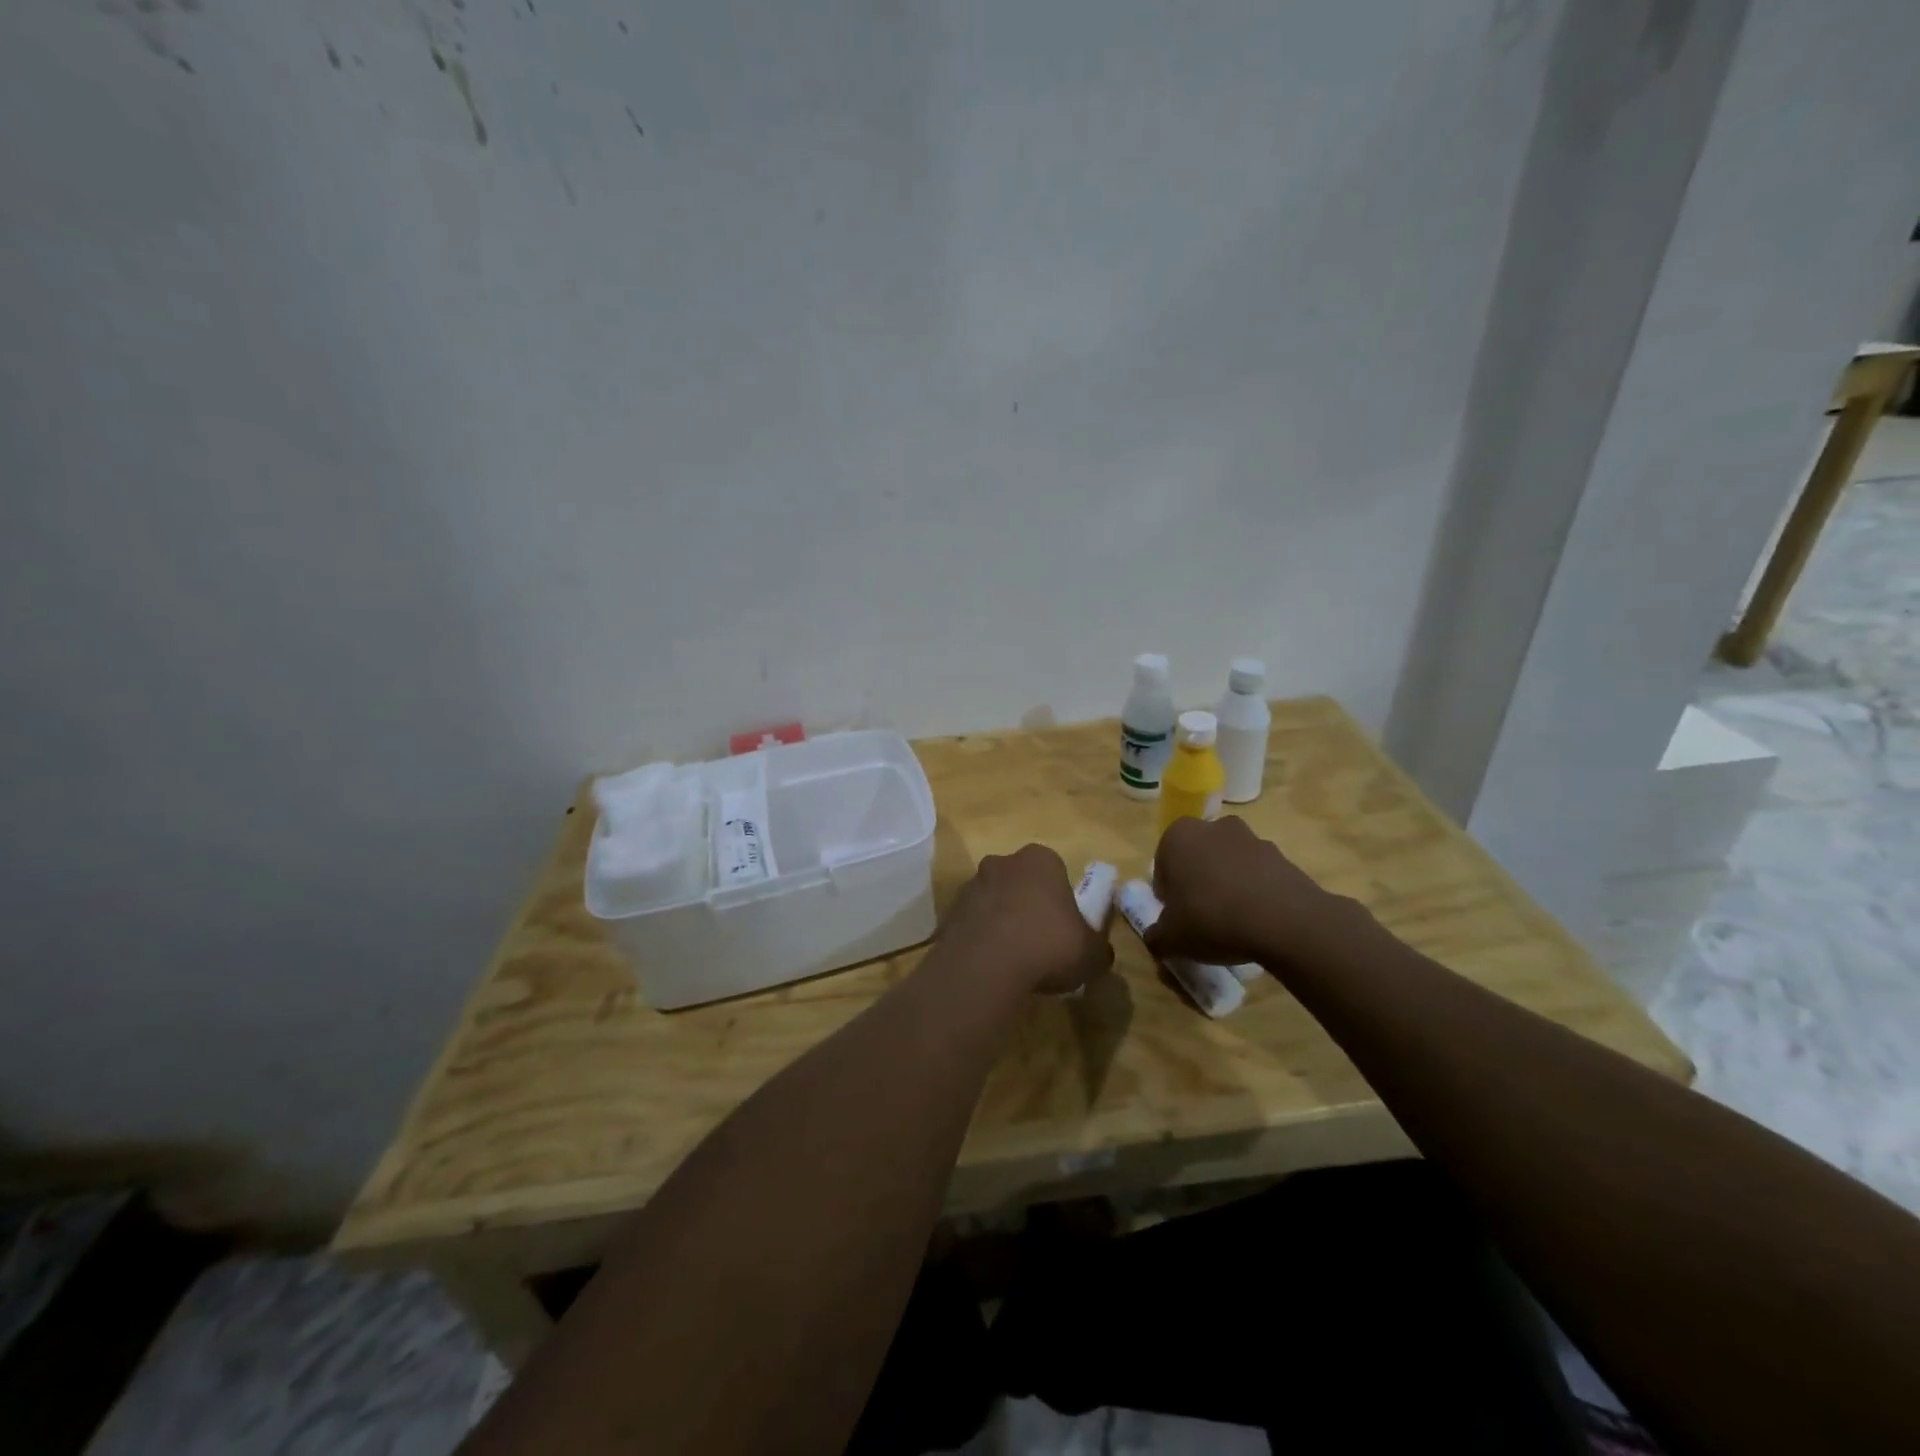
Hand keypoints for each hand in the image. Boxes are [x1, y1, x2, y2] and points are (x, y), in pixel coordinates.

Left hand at [937, 844, 1113, 995]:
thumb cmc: (1048, 946)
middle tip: (1039, 942)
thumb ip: (1098, 948)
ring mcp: (972, 884)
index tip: (1064, 926)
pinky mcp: (949, 910)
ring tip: (1012, 959)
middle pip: (1020, 881)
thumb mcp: (1091, 953)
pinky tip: (989, 965)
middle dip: (1027, 905)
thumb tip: (1100, 952)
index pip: (1055, 870)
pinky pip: (972, 922)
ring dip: (1001, 920)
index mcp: (1041, 860)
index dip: (1060, 898)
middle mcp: (1003, 862)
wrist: (985, 966)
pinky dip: (980, 938)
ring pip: (994, 900)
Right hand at [1146, 815, 1358, 969]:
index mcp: (1178, 836)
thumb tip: (1157, 939)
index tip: (1177, 918)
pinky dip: (1255, 892)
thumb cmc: (1212, 919)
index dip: (1168, 894)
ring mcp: (1251, 838)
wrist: (1285, 922)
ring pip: (1228, 864)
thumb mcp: (1170, 939)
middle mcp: (1213, 827)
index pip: (1162, 865)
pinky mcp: (1282, 855)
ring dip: (1227, 886)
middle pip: (1197, 859)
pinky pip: (1258, 875)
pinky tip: (1258, 922)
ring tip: (1234, 923)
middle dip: (1197, 883)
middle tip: (1202, 918)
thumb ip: (1156, 937)